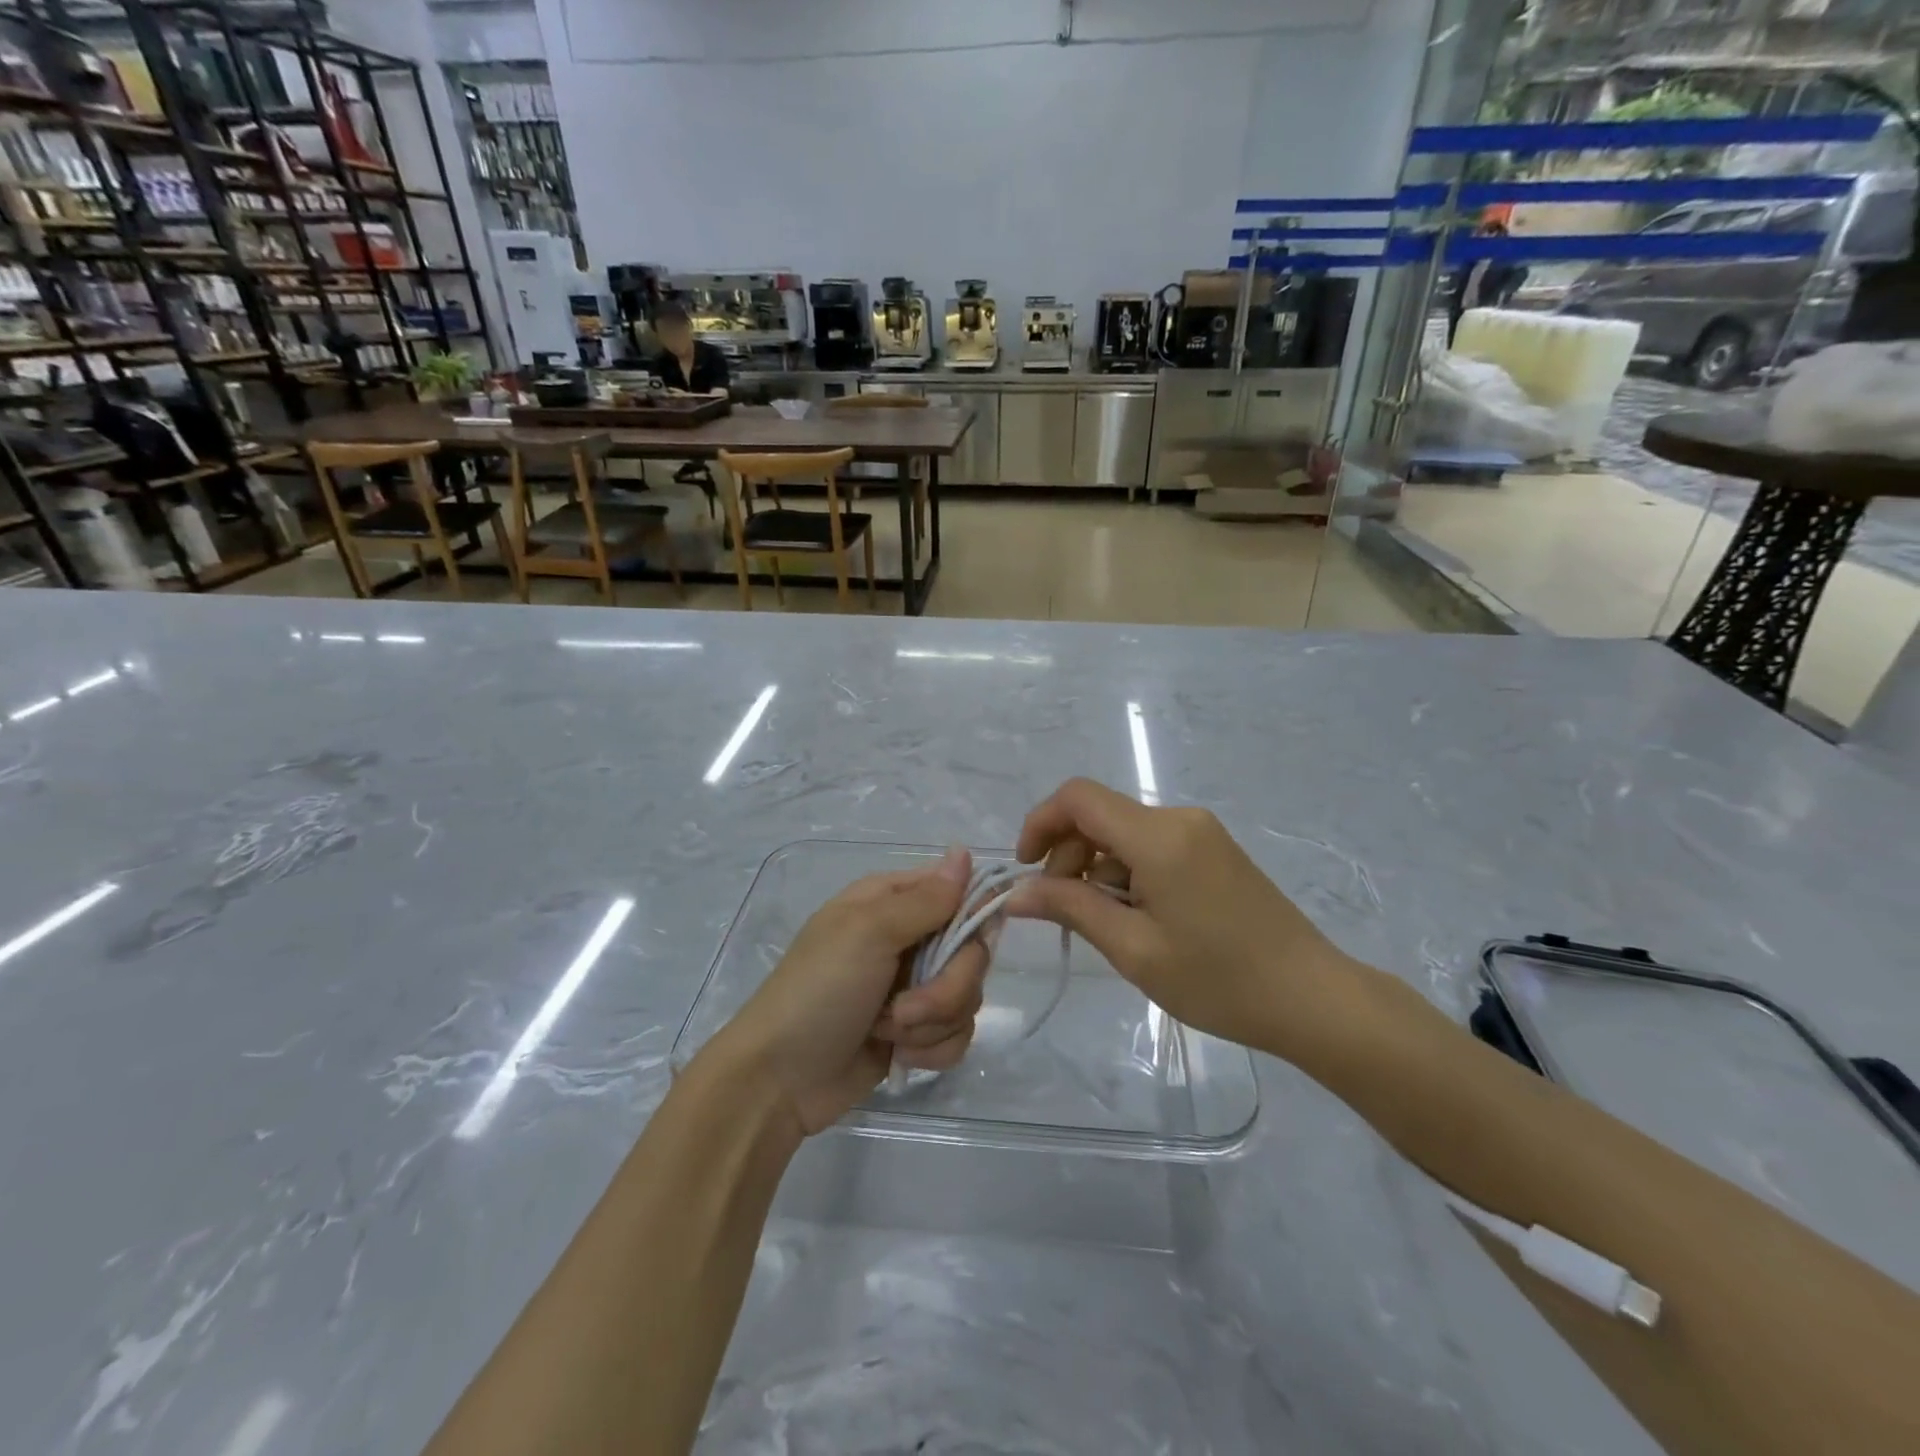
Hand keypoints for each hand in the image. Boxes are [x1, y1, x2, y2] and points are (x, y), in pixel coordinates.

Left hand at [710, 849, 987, 1137]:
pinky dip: (932, 1049)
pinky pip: (958, 1033)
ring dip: (934, 1022)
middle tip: (904, 1007)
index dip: (978, 913)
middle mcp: (909, 938)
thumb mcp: (868, 933)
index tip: (981, 937)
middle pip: (973, 951)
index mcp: (893, 901)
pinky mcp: (917, 1032)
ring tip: (889, 1032)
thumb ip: (925, 900)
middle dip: (948, 987)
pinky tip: (898, 1055)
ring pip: (968, 996)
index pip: (960, 890)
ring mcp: (914, 986)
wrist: (779, 1080)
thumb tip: (964, 852)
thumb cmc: (818, 991)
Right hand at [1007, 779, 1357, 1061]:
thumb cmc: (1219, 980)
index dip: (1040, 823)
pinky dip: (1128, 872)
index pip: (1078, 798)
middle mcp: (1179, 819)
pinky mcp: (1214, 850)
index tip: (1027, 871)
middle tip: (1065, 910)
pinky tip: (1140, 918)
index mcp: (1159, 836)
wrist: (1313, 998)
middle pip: (1100, 814)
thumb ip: (1071, 909)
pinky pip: (1152, 845)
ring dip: (1099, 868)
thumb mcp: (1134, 950)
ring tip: (1110, 926)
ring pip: (1124, 832)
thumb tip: (1017, 894)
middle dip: (1068, 854)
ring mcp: (1201, 832)